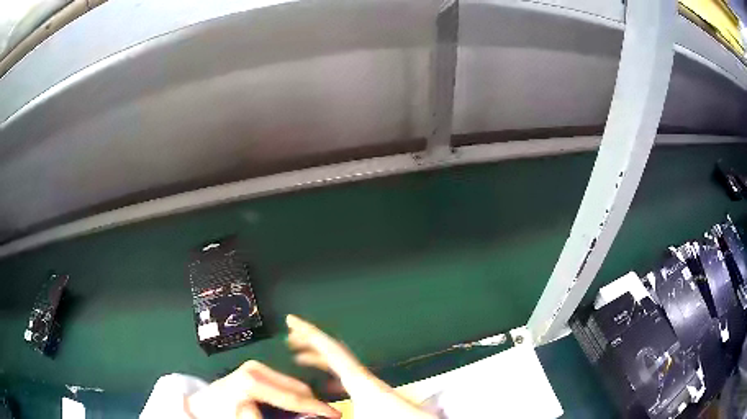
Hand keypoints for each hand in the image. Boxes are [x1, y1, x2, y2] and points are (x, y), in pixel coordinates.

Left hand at [185, 360, 340, 418]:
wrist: (201, 404)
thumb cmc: (221, 414)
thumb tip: (305, 417)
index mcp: (253, 380)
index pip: (293, 397)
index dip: (317, 407)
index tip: (337, 415)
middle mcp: (256, 369)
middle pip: (296, 388)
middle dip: (313, 403)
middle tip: (327, 416)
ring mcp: (256, 367)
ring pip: (292, 385)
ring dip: (305, 401)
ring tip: (314, 413)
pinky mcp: (256, 370)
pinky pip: (284, 384)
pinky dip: (294, 397)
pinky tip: (297, 407)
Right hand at [286, 315, 434, 418]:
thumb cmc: (394, 417)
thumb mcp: (357, 417)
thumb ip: (328, 415)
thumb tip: (307, 413)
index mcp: (357, 377)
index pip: (329, 347)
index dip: (309, 331)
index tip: (293, 320)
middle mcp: (362, 376)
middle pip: (333, 351)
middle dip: (310, 342)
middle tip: (290, 338)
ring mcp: (368, 383)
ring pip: (339, 363)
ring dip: (319, 358)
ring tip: (300, 359)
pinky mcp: (372, 393)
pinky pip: (346, 376)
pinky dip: (331, 373)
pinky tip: (325, 384)